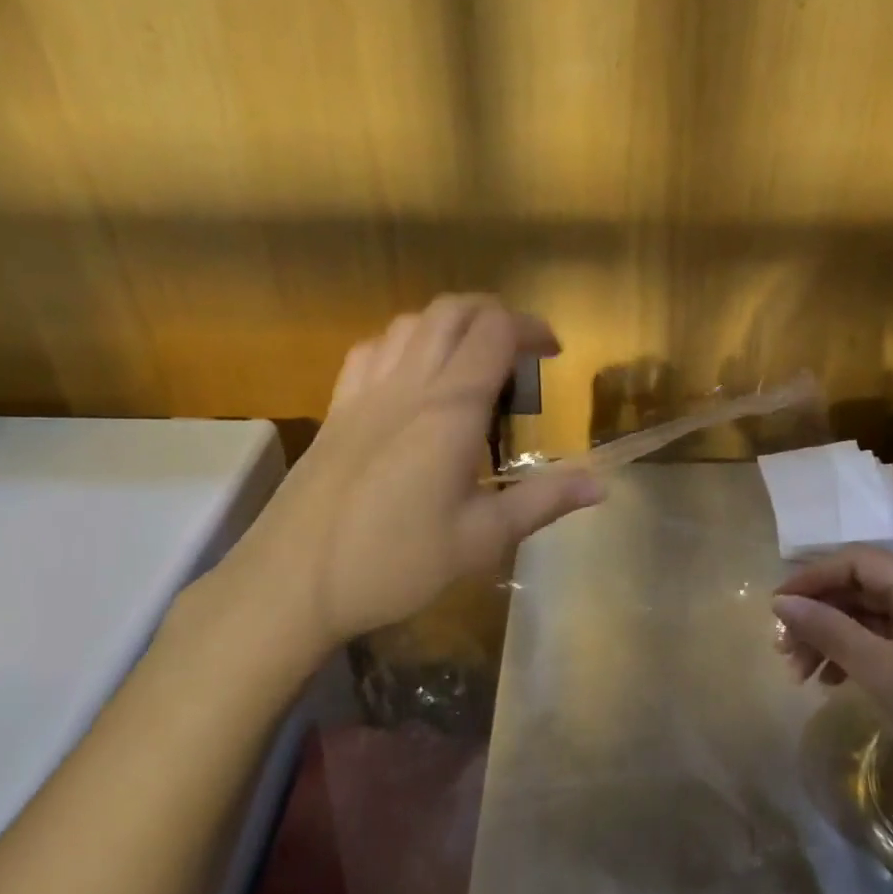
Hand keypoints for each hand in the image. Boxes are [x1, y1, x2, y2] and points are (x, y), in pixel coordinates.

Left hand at [200, 296, 604, 663]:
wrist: (291, 582)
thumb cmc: (394, 563)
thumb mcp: (481, 539)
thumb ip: (543, 502)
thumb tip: (601, 484)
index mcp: (450, 408)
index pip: (495, 331)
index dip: (531, 328)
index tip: (554, 353)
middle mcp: (408, 384)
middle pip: (453, 311)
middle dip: (494, 315)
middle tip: (520, 353)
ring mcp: (365, 392)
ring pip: (410, 322)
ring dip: (450, 324)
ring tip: (471, 361)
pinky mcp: (337, 409)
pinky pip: (372, 349)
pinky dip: (403, 342)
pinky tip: (411, 377)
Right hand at [772, 548, 892, 803]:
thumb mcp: (881, 673)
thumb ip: (828, 630)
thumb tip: (781, 602)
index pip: (857, 561)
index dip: (811, 578)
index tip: (776, 607)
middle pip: (860, 588)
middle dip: (818, 615)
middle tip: (783, 650)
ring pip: (867, 615)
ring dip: (830, 637)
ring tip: (799, 673)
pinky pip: (883, 639)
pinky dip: (853, 653)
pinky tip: (831, 680)